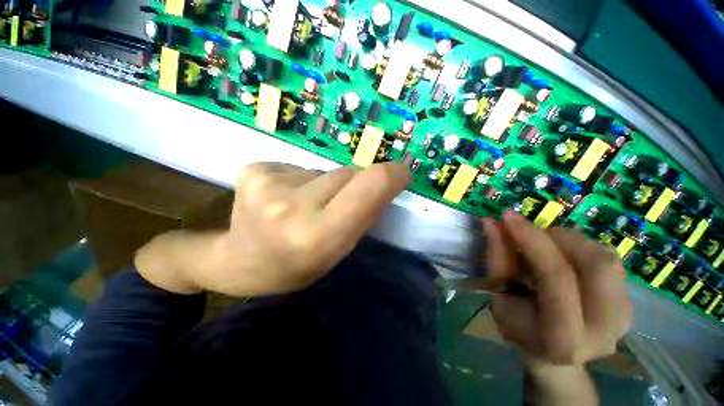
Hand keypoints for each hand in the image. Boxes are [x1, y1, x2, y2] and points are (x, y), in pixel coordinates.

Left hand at [136, 163, 409, 296]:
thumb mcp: (336, 253)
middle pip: (347, 174)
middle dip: (354, 185)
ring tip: (306, 206)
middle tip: (339, 205)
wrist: (237, 261)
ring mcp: (269, 183)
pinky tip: (284, 198)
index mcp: (316, 234)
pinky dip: (301, 180)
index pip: (367, 187)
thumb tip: (384, 185)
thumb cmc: (293, 267)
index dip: (390, 176)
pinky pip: (298, 168)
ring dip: (326, 185)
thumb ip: (362, 217)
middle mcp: (292, 205)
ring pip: (324, 170)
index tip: (402, 173)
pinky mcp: (255, 169)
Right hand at [483, 211, 631, 404]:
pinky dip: (583, 250)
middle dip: (560, 237)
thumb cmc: (518, 325)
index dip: (532, 241)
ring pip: (607, 258)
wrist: (553, 355)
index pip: (556, 277)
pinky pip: (612, 262)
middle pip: (596, 264)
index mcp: (562, 337)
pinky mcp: (631, 306)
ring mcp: (623, 319)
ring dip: (571, 242)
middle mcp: (603, 330)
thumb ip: (497, 257)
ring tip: (547, 247)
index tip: (509, 217)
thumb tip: (491, 221)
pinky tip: (565, 259)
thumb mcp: (498, 295)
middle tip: (534, 233)